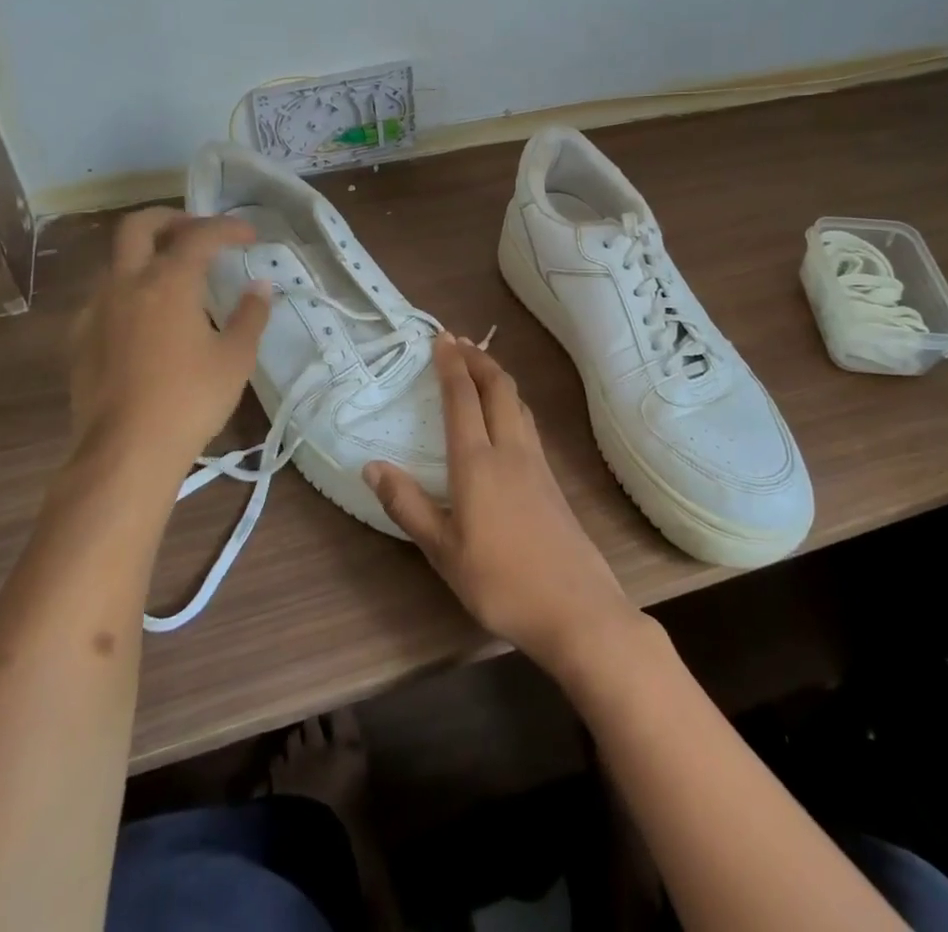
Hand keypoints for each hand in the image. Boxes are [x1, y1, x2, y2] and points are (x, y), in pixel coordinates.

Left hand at [68, 208, 270, 488]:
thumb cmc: (190, 400)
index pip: (200, 235)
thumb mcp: (235, 358)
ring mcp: (97, 310)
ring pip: (118, 261)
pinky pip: (105, 296)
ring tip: (176, 277)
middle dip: (171, 218)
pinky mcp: (79, 338)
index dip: (228, 228)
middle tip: (197, 231)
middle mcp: (127, 284)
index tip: (250, 235)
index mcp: (168, 281)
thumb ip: (250, 315)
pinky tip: (146, 318)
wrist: (125, 452)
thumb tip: (260, 286)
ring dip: (147, 255)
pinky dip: (130, 290)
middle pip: (138, 226)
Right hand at [364, 337, 640, 675]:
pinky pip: (528, 421)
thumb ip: (407, 505)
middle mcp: (509, 450)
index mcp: (477, 463)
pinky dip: (512, 400)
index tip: (441, 338)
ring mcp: (536, 463)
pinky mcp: (552, 479)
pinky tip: (508, 414)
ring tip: (481, 365)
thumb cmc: (500, 582)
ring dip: (497, 376)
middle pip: (497, 388)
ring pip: (517, 402)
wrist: (576, 609)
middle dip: (477, 359)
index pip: (462, 398)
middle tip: (458, 341)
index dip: (451, 365)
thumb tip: (371, 465)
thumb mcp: (442, 551)